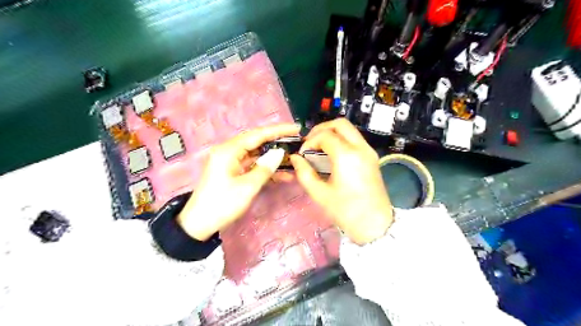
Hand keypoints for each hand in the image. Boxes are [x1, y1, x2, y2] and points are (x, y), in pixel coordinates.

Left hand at [177, 124, 298, 239]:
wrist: (200, 223)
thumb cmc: (222, 204)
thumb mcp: (247, 187)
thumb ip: (265, 168)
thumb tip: (279, 154)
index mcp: (229, 150)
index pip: (258, 134)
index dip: (278, 130)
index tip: (296, 128)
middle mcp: (229, 151)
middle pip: (257, 141)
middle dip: (277, 142)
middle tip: (297, 142)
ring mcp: (231, 161)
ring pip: (257, 154)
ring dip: (273, 158)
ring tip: (294, 160)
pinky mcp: (233, 171)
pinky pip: (253, 165)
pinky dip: (266, 169)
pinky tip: (283, 175)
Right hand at [291, 118, 395, 243]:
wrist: (375, 225)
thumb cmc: (346, 211)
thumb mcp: (319, 194)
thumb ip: (304, 173)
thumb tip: (296, 158)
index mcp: (347, 156)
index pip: (324, 135)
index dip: (309, 142)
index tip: (302, 155)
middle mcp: (360, 148)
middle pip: (340, 124)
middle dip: (321, 129)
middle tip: (310, 143)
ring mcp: (369, 151)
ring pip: (349, 130)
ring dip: (332, 133)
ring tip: (319, 148)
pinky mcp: (372, 157)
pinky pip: (355, 139)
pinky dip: (341, 140)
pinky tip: (332, 155)